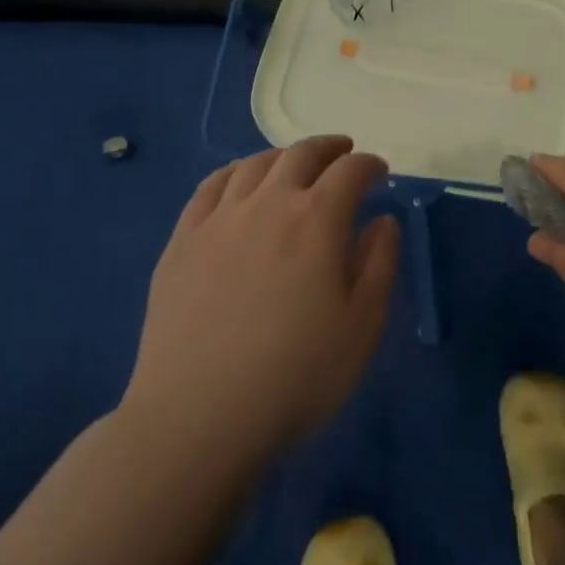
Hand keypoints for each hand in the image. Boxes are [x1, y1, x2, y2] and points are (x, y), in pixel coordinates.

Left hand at [126, 136, 399, 463]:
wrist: (198, 416)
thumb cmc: (296, 376)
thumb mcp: (362, 327)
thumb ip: (379, 264)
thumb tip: (382, 221)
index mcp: (318, 219)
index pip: (351, 171)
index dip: (370, 165)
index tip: (380, 172)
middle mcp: (269, 202)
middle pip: (301, 154)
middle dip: (329, 148)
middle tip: (342, 153)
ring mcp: (220, 218)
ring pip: (254, 164)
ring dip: (283, 156)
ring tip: (294, 164)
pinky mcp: (182, 240)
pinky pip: (210, 187)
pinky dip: (233, 172)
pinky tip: (239, 181)